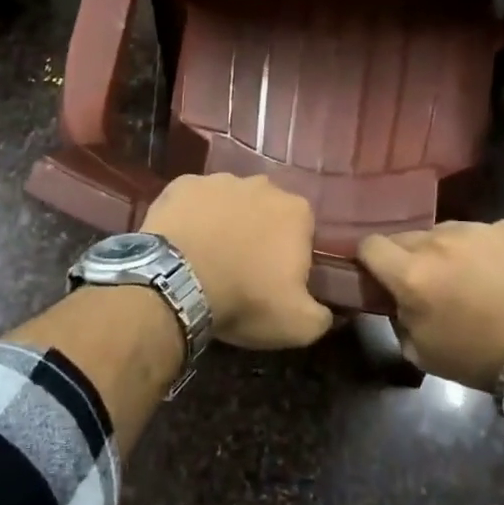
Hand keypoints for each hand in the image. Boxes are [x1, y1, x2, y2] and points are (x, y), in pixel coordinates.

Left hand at [143, 174, 332, 348]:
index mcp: (296, 211)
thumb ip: (322, 315)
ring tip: (209, 257)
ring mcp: (219, 180)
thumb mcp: (298, 324)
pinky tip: (183, 243)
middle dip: (259, 234)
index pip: (303, 233)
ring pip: (230, 202)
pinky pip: (194, 200)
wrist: (176, 282)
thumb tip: (327, 311)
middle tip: (242, 270)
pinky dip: (192, 217)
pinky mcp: (183, 184)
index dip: (290, 257)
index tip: (275, 281)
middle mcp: (262, 185)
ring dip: (225, 223)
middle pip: (266, 211)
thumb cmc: (245, 298)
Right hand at [357, 220, 503, 389]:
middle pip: (406, 237)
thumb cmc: (482, 357)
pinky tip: (500, 273)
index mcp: (411, 273)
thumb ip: (399, 321)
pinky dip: (483, 249)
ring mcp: (476, 229)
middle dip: (408, 258)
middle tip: (428, 284)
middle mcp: (438, 241)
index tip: (380, 277)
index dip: (369, 260)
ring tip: (469, 278)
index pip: (369, 246)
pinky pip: (482, 233)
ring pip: (444, 232)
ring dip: (445, 251)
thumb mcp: (423, 354)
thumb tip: (399, 305)